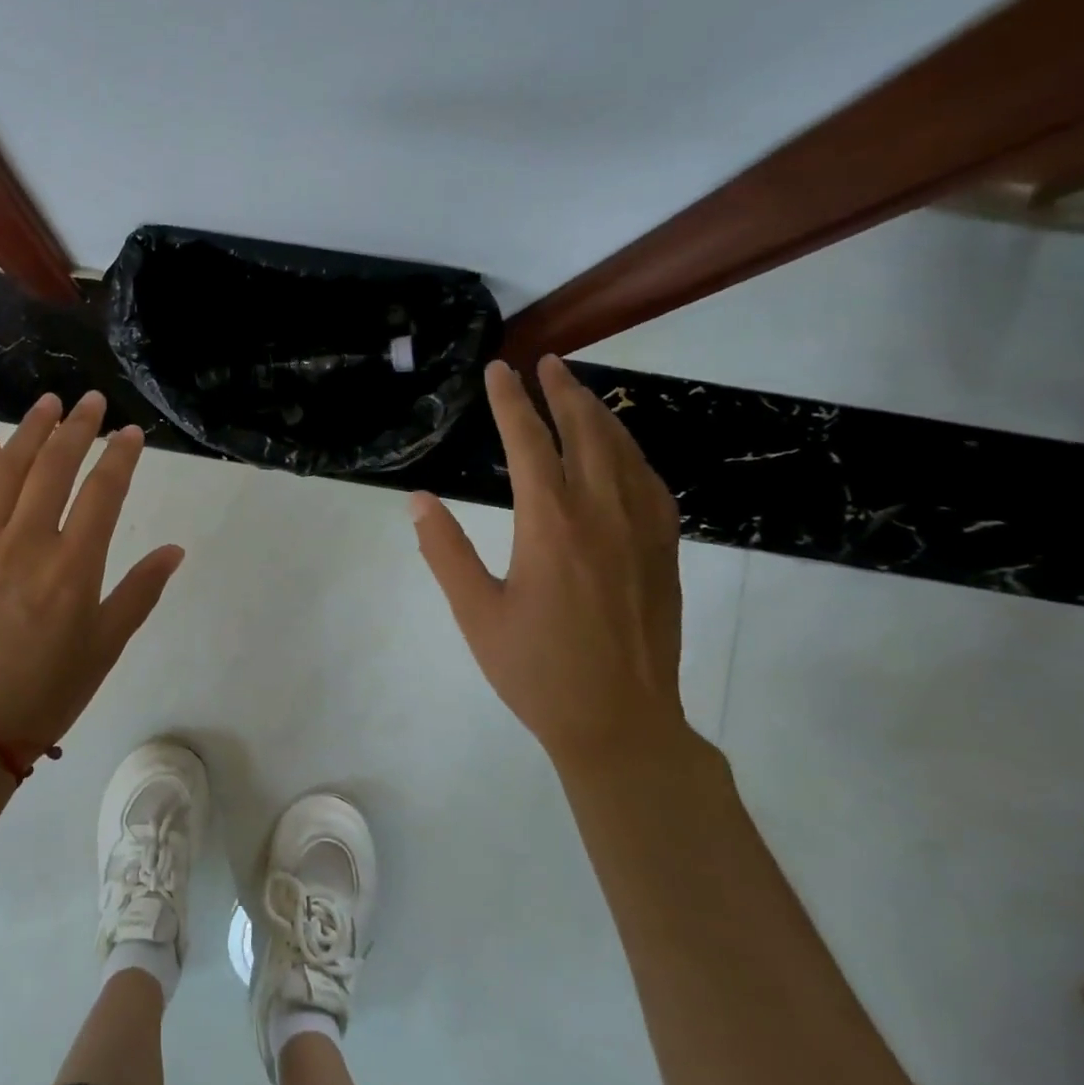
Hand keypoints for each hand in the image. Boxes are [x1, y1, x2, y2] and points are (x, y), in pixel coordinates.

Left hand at [0, 390, 184, 753]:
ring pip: (6, 472)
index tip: (131, 433)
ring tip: (47, 404)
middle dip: (77, 428)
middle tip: (91, 401)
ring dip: (29, 432)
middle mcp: (27, 544)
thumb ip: (140, 592)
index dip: (120, 457)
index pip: (103, 493)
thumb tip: (174, 550)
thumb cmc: (47, 692)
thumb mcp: (105, 647)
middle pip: (54, 468)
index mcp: (73, 568)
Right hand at [409, 356, 685, 767]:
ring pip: (624, 451)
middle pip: (586, 432)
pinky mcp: (664, 551)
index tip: (498, 370)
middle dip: (563, 390)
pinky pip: (650, 482)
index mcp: (551, 525)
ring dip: (599, 413)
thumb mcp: (476, 613)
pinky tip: (621, 450)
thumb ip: (445, 550)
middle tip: (544, 362)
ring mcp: (642, 531)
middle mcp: (602, 514)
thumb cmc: (536, 670)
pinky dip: (630, 451)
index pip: (528, 443)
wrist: (620, 723)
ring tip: (579, 390)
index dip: (510, 402)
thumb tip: (419, 499)